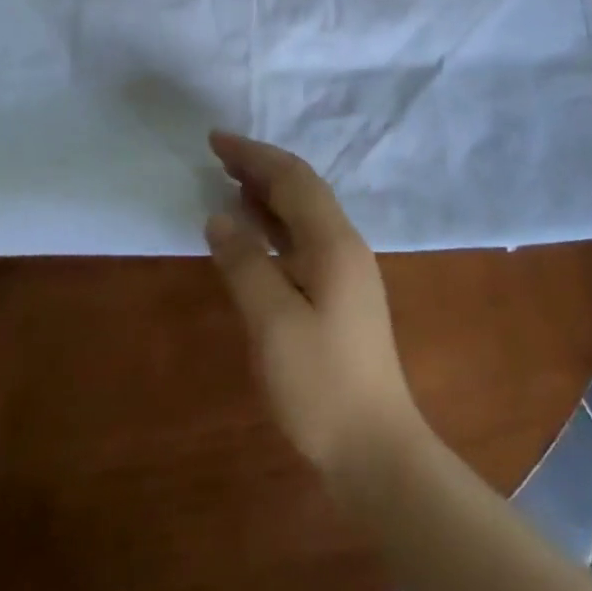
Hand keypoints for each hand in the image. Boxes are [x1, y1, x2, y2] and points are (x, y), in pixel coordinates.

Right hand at [204, 133, 425, 485]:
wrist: (376, 450)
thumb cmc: (321, 384)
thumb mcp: (273, 323)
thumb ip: (245, 263)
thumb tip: (218, 217)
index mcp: (333, 241)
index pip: (291, 178)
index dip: (253, 155)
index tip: (215, 140)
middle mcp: (344, 244)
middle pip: (301, 189)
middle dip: (261, 167)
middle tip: (219, 156)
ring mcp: (347, 270)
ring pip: (304, 213)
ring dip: (268, 194)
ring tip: (231, 185)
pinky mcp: (342, 294)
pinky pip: (304, 239)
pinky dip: (276, 225)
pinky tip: (256, 235)